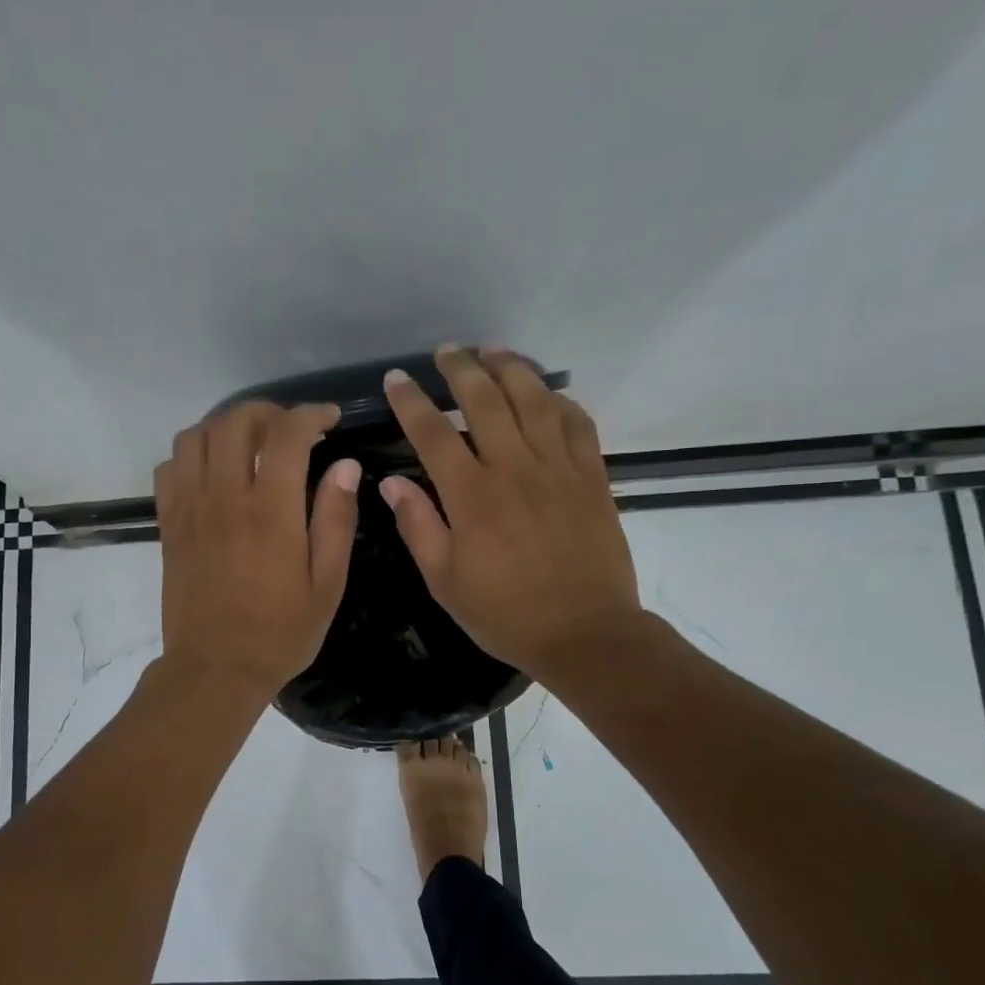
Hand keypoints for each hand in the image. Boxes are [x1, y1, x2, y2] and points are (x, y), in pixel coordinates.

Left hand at [154, 401, 361, 696]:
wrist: (215, 668)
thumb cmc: (280, 633)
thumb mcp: (327, 584)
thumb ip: (336, 520)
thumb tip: (345, 466)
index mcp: (271, 511)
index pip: (287, 434)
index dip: (311, 414)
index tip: (328, 419)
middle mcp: (225, 498)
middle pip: (234, 421)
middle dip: (266, 412)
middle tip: (288, 429)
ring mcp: (190, 509)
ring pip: (194, 436)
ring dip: (224, 427)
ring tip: (248, 445)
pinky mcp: (168, 525)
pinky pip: (169, 468)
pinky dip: (191, 455)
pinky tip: (212, 473)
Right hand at [379, 346, 644, 685]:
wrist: (585, 633)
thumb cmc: (506, 614)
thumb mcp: (445, 581)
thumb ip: (418, 526)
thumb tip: (392, 482)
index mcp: (472, 496)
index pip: (433, 433)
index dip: (411, 401)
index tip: (396, 379)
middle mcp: (515, 469)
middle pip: (486, 399)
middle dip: (461, 368)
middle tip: (447, 351)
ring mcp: (559, 468)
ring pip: (535, 399)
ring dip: (511, 368)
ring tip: (493, 351)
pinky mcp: (593, 476)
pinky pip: (577, 422)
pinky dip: (560, 400)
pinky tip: (547, 393)